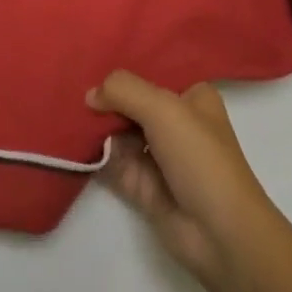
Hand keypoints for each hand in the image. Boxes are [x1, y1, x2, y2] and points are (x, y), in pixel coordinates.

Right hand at [87, 70, 278, 284]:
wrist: (221, 236)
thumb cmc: (200, 157)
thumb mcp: (163, 108)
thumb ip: (123, 90)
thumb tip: (90, 95)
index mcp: (190, 96)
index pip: (153, 70)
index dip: (125, 64)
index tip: (91, 55)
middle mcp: (175, 122)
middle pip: (132, 100)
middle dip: (106, 96)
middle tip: (72, 83)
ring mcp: (158, 155)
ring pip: (120, 131)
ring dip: (97, 124)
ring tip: (70, 110)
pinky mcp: (143, 186)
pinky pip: (113, 161)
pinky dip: (95, 153)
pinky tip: (73, 138)